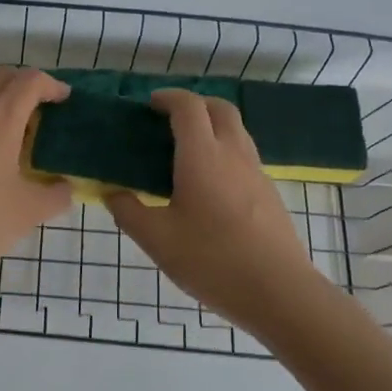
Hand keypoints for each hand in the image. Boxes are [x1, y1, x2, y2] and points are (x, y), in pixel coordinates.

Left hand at [0, 67, 74, 287]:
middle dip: (27, 87)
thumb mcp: (27, 214)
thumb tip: (66, 187)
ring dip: (3, 105)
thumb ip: (56, 195)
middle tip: (46, 113)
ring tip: (22, 138)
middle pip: (1, 79)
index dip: (52, 85)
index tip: (66, 101)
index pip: (29, 81)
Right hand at [107, 90, 319, 324]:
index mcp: (203, 156)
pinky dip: (224, 152)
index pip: (188, 106)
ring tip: (185, 152)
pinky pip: (244, 156)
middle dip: (194, 105)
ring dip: (212, 127)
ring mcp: (257, 173)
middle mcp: (234, 154)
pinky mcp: (269, 193)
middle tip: (169, 121)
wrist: (279, 292)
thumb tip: (112, 193)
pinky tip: (208, 185)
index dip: (168, 98)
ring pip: (236, 131)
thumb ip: (128, 211)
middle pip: (220, 108)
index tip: (149, 105)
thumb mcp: (157, 239)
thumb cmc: (212, 260)